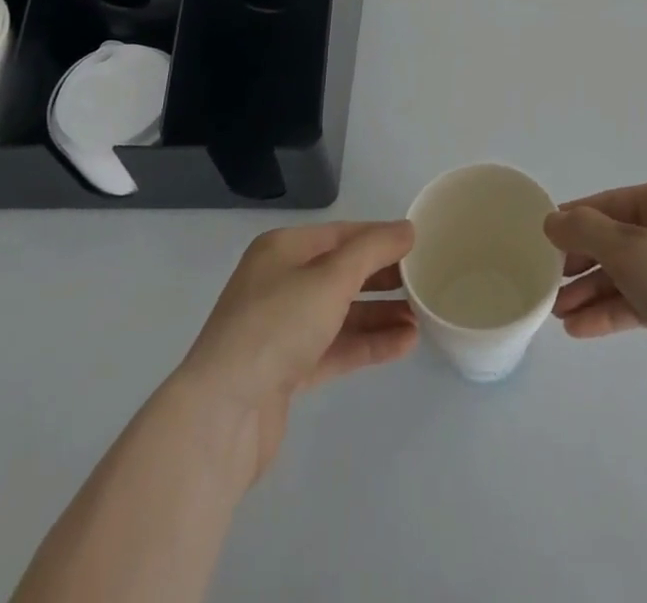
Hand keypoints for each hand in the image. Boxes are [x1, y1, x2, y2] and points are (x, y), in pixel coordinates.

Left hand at [179, 221, 417, 487]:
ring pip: (342, 313)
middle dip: (384, 278)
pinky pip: (335, 347)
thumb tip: (407, 229)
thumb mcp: (331, 277)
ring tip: (422, 318)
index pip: (343, 234)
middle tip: (425, 283)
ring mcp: (282, 328)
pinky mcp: (286, 370)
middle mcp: (280, 282)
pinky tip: (404, 345)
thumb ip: (373, 250)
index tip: (420, 245)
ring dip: (381, 315)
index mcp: (284, 249)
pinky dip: (367, 344)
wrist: (220, 416)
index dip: (381, 238)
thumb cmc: (276, 326)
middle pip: (343, 272)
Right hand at [546, 180, 646, 406]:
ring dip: (592, 291)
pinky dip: (613, 312)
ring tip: (556, 313)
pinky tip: (581, 330)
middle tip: (547, 284)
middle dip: (581, 262)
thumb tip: (552, 220)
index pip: (611, 203)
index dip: (575, 220)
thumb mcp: (629, 248)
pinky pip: (642, 303)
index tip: (541, 241)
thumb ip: (584, 231)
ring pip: (628, 275)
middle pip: (618, 240)